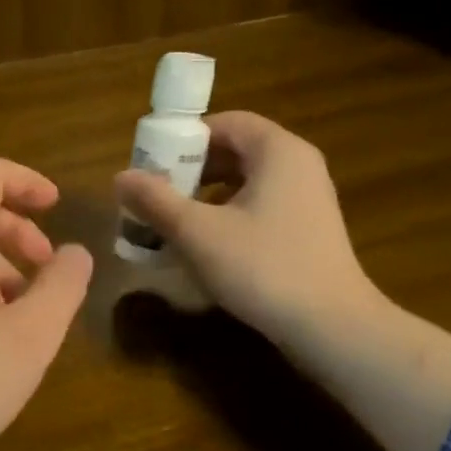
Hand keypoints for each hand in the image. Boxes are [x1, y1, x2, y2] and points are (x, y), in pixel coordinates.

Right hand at [115, 111, 450, 450]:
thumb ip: (156, 201)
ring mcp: (307, 200)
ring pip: (245, 182)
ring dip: (205, 195)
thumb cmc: (263, 268)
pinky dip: (227, 216)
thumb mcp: (197, 233)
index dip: (184, 137)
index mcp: (277, 151)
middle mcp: (298, 166)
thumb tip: (120, 176)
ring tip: (172, 221)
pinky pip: (259, 207)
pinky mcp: (307, 231)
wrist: (331, 327)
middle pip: (235, 151)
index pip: (226, 122)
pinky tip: (205, 246)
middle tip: (155, 193)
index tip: (152, 163)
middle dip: (190, 169)